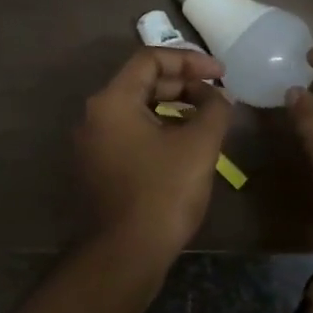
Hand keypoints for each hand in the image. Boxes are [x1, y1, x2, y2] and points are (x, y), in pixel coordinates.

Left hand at [74, 47, 230, 265]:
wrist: (126, 253)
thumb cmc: (163, 192)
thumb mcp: (199, 145)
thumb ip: (214, 109)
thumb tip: (218, 97)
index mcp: (112, 101)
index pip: (149, 59)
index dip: (189, 60)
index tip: (220, 74)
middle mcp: (94, 116)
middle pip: (141, 83)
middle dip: (182, 84)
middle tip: (217, 96)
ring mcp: (92, 144)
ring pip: (136, 110)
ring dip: (173, 107)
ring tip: (207, 119)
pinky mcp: (98, 168)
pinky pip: (130, 134)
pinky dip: (158, 129)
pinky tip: (185, 145)